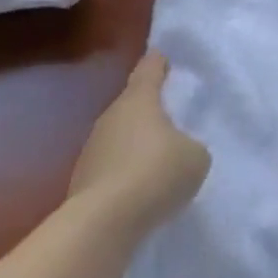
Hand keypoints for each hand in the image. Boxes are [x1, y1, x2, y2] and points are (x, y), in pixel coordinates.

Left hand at [68, 52, 209, 232]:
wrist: (105, 220)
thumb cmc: (156, 173)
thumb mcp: (195, 158)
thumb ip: (192, 146)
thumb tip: (180, 150)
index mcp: (140, 99)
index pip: (149, 69)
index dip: (158, 63)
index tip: (162, 57)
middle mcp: (111, 115)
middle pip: (132, 103)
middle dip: (148, 109)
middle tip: (167, 118)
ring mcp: (92, 146)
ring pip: (118, 135)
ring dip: (134, 143)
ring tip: (154, 160)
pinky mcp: (81, 177)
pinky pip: (110, 165)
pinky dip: (123, 171)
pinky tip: (137, 188)